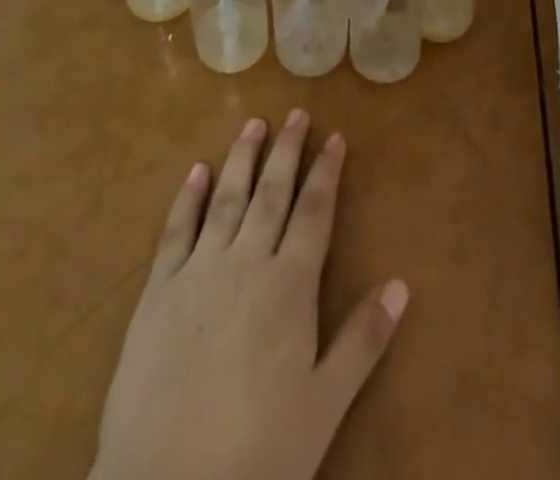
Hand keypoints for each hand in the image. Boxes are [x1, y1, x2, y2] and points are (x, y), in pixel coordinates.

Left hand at [91, 112, 409, 479]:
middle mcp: (247, 262)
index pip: (315, 211)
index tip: (335, 137)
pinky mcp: (158, 291)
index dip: (326, 172)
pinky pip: (176, 230)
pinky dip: (188, 197)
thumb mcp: (324, 405)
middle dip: (287, 150)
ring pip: (227, 198)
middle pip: (272, 192)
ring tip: (253, 124)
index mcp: (290, 285)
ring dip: (242, 158)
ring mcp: (199, 271)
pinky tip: (197, 172)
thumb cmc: (258, 453)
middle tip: (296, 113)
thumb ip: (363, 341)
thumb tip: (402, 284)